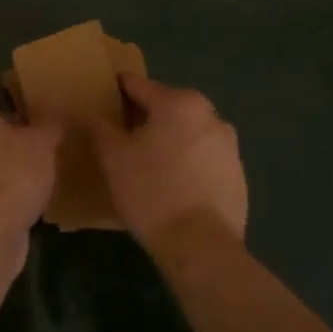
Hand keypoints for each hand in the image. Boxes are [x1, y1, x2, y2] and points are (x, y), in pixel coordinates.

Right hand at [92, 75, 247, 254]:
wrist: (200, 246)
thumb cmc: (151, 191)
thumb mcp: (113, 158)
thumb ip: (100, 128)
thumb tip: (93, 115)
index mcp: (179, 103)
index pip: (138, 86)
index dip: (117, 91)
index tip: (103, 100)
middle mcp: (210, 116)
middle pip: (168, 107)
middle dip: (146, 118)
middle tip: (123, 138)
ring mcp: (229, 147)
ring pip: (189, 133)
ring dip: (170, 141)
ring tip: (149, 165)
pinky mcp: (239, 176)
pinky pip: (205, 159)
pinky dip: (189, 164)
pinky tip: (174, 187)